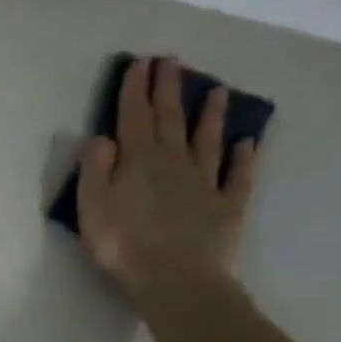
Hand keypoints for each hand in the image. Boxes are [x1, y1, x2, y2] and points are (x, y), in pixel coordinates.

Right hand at [76, 56, 260, 300]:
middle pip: (170, 119)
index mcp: (138, 161)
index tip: (140, 62)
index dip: (135, 89)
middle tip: (171, 62)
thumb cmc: (122, 244)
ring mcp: (205, 182)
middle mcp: (174, 162)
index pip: (134, 117)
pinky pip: (238, 175)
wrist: (175, 279)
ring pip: (207, 140)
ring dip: (210, 115)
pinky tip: (248, 142)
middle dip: (168, 89)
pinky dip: (244, 157)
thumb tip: (103, 137)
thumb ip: (95, 168)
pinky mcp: (227, 205)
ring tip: (217, 90)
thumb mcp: (92, 206)